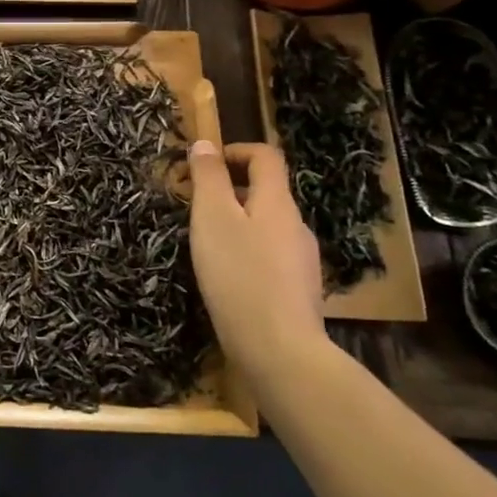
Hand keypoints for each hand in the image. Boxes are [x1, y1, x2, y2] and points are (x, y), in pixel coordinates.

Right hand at [188, 138, 327, 391]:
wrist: (279, 352)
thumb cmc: (239, 275)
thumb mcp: (212, 218)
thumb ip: (208, 177)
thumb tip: (205, 144)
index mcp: (277, 202)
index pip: (266, 156)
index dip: (235, 150)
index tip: (203, 165)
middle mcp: (296, 226)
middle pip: (266, 192)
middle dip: (230, 190)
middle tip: (194, 208)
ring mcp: (302, 261)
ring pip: (267, 226)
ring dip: (237, 223)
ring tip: (206, 245)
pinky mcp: (298, 291)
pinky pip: (270, 256)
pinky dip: (247, 253)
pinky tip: (228, 278)